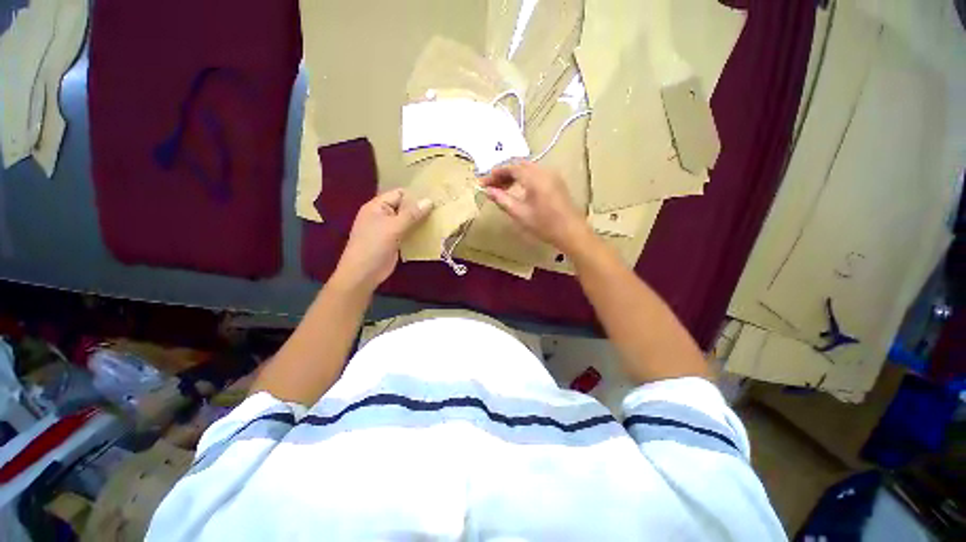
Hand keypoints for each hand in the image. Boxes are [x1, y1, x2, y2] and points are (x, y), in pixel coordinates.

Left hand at [331, 189, 432, 291]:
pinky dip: (418, 233)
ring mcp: (388, 230)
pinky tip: (431, 233)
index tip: (434, 198)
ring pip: (408, 221)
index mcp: (377, 206)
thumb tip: (429, 201)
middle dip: (420, 209)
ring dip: (420, 222)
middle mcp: (383, 215)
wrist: (363, 273)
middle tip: (440, 209)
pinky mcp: (394, 242)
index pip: (399, 194)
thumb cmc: (374, 246)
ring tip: (439, 220)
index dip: (415, 195)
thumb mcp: (393, 227)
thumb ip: (411, 214)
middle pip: (404, 207)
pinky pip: (408, 233)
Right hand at [480, 161, 589, 253]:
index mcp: (534, 177)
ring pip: (527, 169)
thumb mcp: (520, 213)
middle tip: (491, 187)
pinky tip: (518, 190)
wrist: (571, 232)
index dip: (494, 174)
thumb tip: (487, 191)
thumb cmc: (544, 224)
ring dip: (512, 176)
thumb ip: (502, 199)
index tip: (483, 184)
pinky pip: (535, 174)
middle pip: (518, 165)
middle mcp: (543, 170)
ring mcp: (552, 175)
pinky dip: (523, 178)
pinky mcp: (556, 181)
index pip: (510, 168)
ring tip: (502, 189)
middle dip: (502, 174)